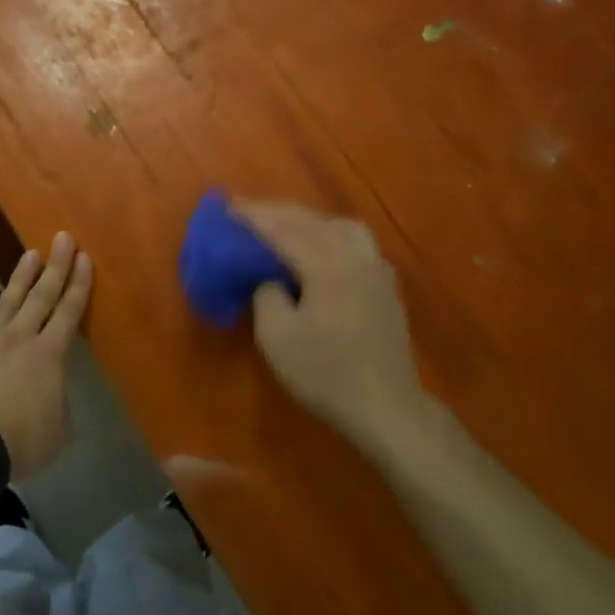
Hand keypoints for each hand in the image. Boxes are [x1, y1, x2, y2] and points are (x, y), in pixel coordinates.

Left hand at [0, 232, 92, 478]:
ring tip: (29, 255)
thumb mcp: (58, 430)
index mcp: (49, 353)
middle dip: (56, 265)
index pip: (69, 310)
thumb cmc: (19, 440)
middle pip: (41, 294)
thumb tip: (52, 390)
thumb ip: (60, 402)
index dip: (79, 283)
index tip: (85, 257)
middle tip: (63, 237)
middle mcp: (19, 337)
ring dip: (20, 277)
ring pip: (7, 300)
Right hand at [232, 200, 428, 451]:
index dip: (253, 216)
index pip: (283, 229)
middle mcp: (355, 256)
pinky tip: (318, 251)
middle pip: (311, 221)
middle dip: (277, 214)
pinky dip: (328, 235)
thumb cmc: (326, 374)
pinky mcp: (385, 285)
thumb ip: (266, 295)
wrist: (387, 408)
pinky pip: (354, 243)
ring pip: (338, 226)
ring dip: (306, 221)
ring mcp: (376, 268)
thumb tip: (270, 278)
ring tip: (283, 229)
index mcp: (328, 264)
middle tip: (247, 213)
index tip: (228, 206)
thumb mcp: (277, 338)